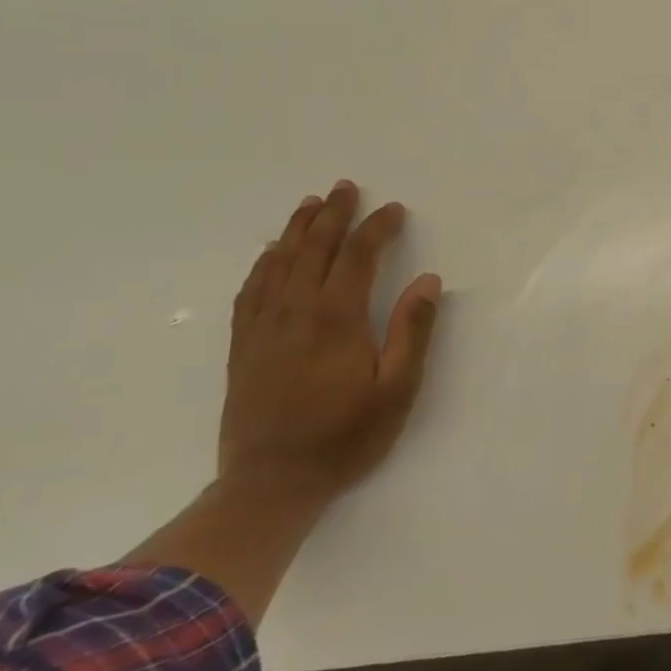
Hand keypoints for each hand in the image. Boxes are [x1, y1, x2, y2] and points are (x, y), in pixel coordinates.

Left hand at [220, 180, 443, 502]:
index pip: (357, 257)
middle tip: (345, 187)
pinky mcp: (243, 346)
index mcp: (337, 318)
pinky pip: (251, 290)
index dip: (376, 228)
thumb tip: (427, 280)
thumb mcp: (397, 388)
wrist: (271, 483)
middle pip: (314, 249)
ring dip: (297, 230)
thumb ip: (413, 330)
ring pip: (279, 263)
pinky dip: (263, 263)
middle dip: (332, 215)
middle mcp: (295, 312)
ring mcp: (263, 327)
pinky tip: (271, 254)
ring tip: (310, 205)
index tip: (394, 210)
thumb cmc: (346, 436)